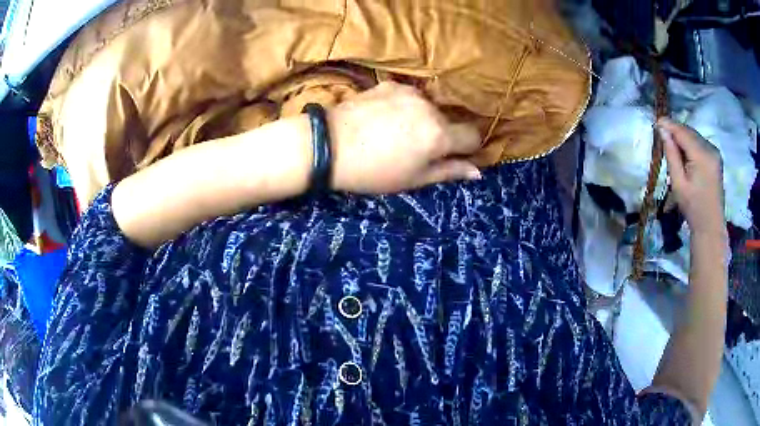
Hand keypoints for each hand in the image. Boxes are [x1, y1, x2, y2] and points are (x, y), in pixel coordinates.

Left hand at [328, 82, 481, 193]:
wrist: (328, 145)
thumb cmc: (373, 171)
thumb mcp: (414, 179)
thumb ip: (449, 171)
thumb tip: (477, 171)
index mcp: (439, 134)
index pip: (473, 136)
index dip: (467, 148)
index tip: (452, 156)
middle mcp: (430, 107)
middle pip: (450, 121)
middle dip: (441, 135)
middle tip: (414, 150)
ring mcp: (409, 92)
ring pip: (429, 108)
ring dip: (423, 120)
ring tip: (394, 134)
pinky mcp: (390, 84)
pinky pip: (409, 97)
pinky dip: (405, 108)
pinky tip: (383, 119)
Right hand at [659, 118, 724, 234]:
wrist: (711, 226)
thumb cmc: (693, 208)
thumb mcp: (678, 183)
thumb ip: (671, 155)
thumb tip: (663, 130)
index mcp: (702, 156)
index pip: (683, 132)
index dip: (669, 125)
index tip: (656, 121)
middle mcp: (710, 148)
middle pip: (690, 132)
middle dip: (676, 130)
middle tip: (662, 132)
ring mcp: (715, 152)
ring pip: (695, 136)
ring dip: (683, 136)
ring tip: (672, 142)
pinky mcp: (716, 156)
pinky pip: (701, 142)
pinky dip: (691, 143)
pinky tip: (685, 151)